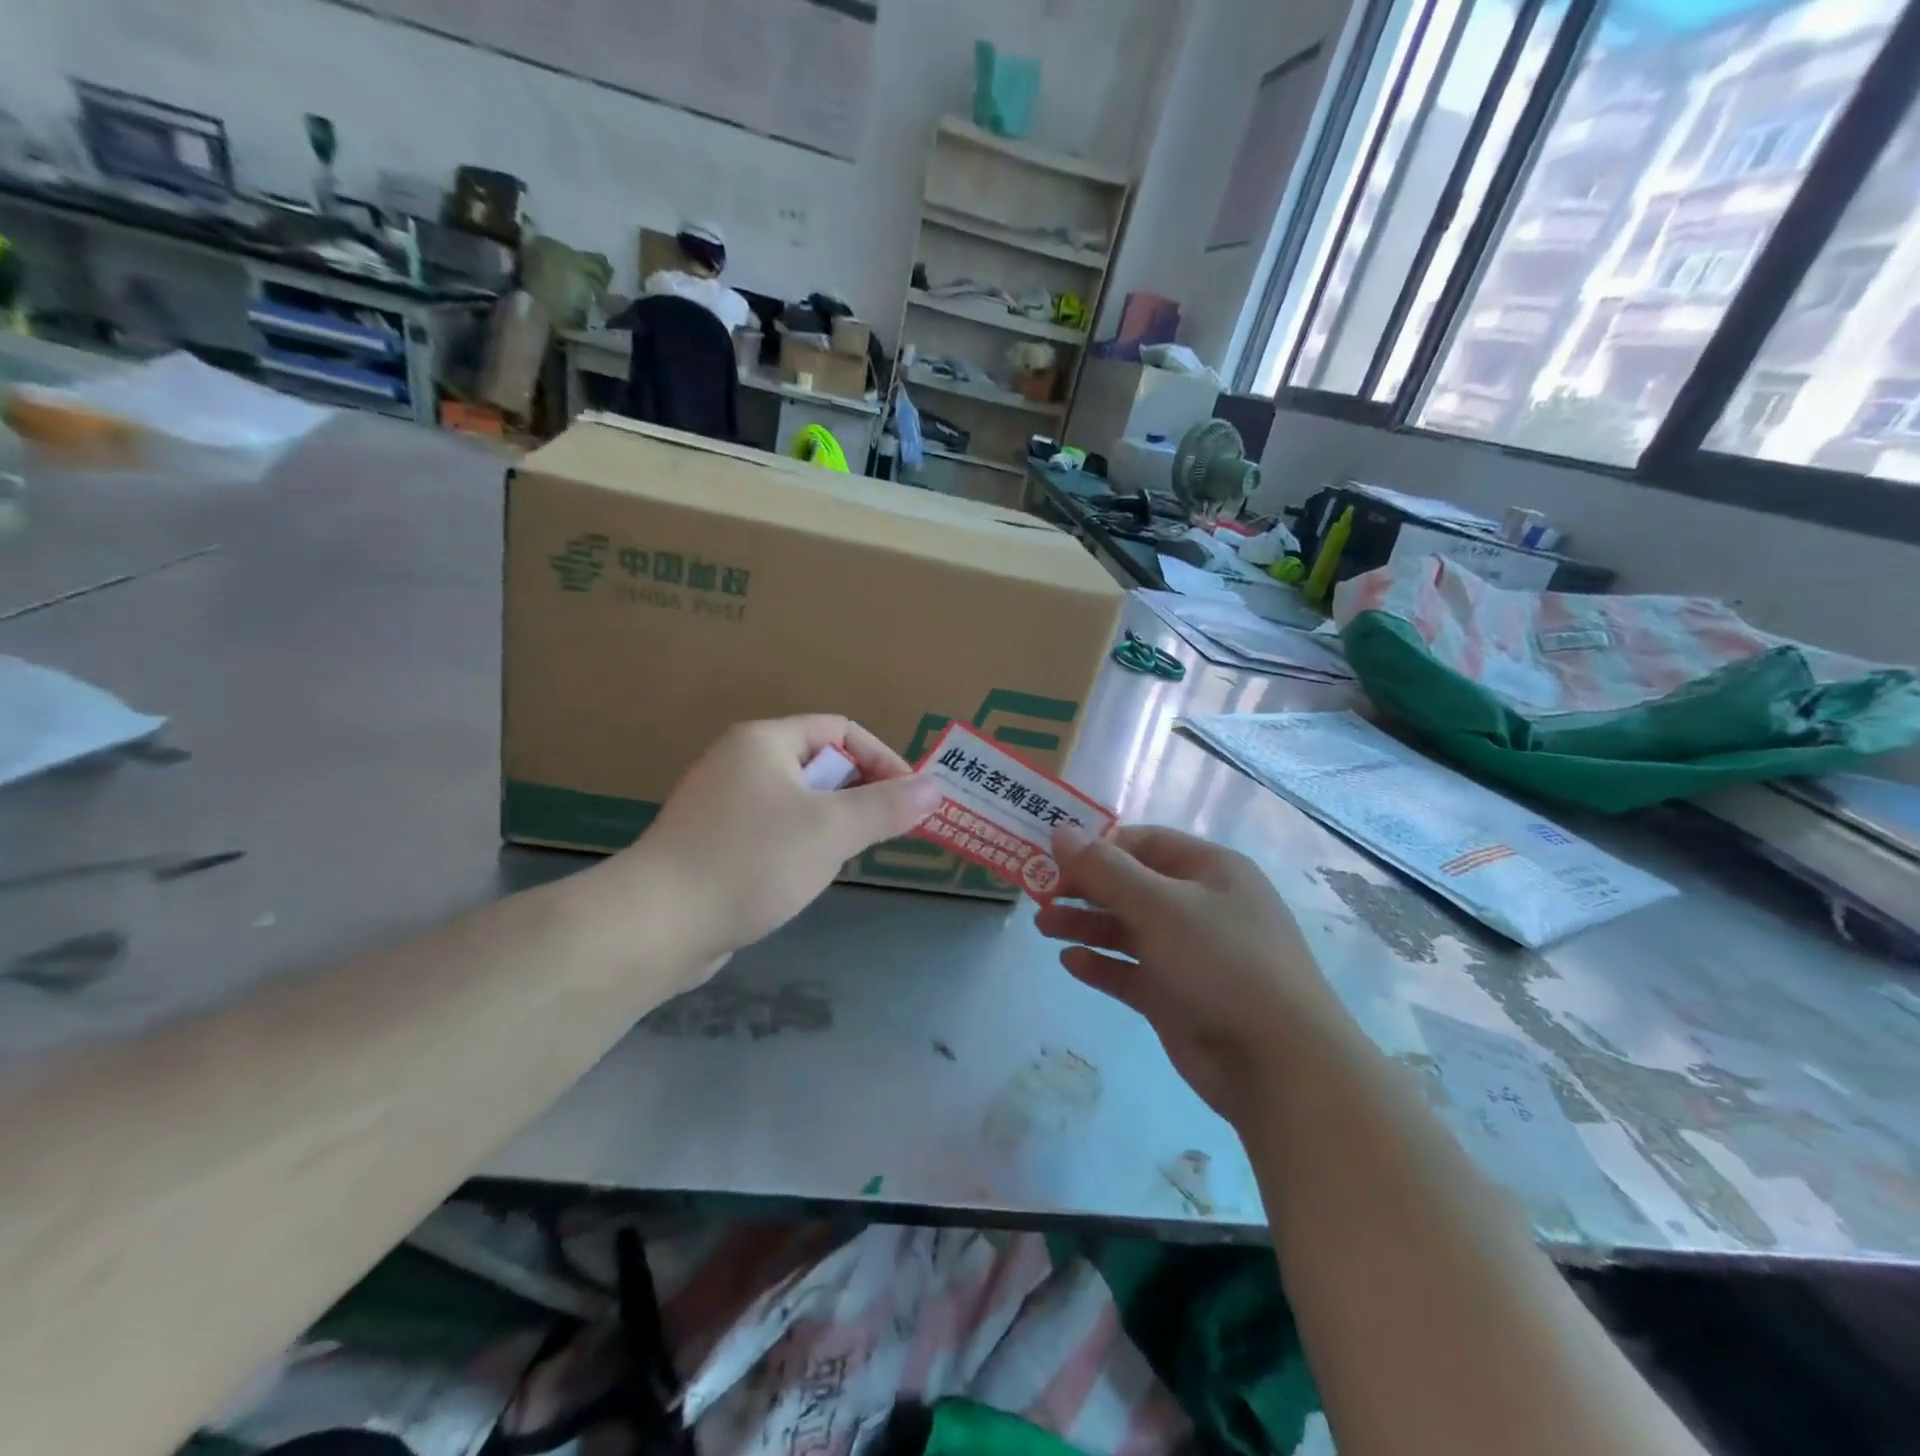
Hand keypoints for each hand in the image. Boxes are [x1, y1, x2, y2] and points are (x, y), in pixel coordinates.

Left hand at [623, 716, 940, 975]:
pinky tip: (802, 877)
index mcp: (764, 741)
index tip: (909, 799)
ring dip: (830, 822)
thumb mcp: (831, 831)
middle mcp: (739, 761)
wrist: (656, 924)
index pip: (840, 730)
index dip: (882, 758)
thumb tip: (935, 787)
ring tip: (845, 857)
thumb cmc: (751, 861)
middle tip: (881, 831)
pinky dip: (798, 844)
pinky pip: (771, 829)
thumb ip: (886, 807)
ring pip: (797, 800)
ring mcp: (720, 803)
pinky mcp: (710, 842)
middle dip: (858, 793)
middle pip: (818, 763)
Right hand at [1037, 824, 1345, 1123]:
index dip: (1100, 846)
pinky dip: (1101, 964)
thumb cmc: (1223, 963)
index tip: (1056, 857)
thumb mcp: (1161, 906)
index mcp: (1210, 870)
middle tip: (1039, 893)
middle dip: (1086, 887)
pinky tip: (1070, 962)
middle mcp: (1199, 906)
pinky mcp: (1176, 996)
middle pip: (1132, 885)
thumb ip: (1106, 869)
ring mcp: (1188, 953)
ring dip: (1085, 924)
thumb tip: (1061, 830)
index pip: (1145, 842)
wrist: (1279, 1065)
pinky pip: (1130, 971)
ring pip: (1127, 929)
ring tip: (1043, 927)